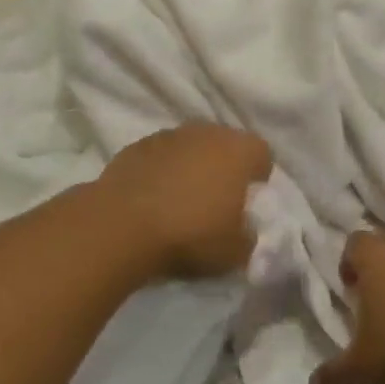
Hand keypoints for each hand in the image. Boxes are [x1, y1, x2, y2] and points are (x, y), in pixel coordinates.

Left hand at [99, 125, 273, 279]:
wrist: (122, 226)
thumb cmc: (190, 234)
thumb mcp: (235, 251)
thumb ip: (248, 236)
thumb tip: (243, 229)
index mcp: (238, 150)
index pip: (262, 153)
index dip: (259, 175)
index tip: (249, 199)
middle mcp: (205, 133)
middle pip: (224, 143)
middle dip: (224, 166)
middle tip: (217, 198)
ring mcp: (168, 136)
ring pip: (190, 146)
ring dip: (191, 165)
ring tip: (182, 199)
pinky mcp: (136, 146)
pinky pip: (159, 156)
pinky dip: (161, 171)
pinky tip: (153, 198)